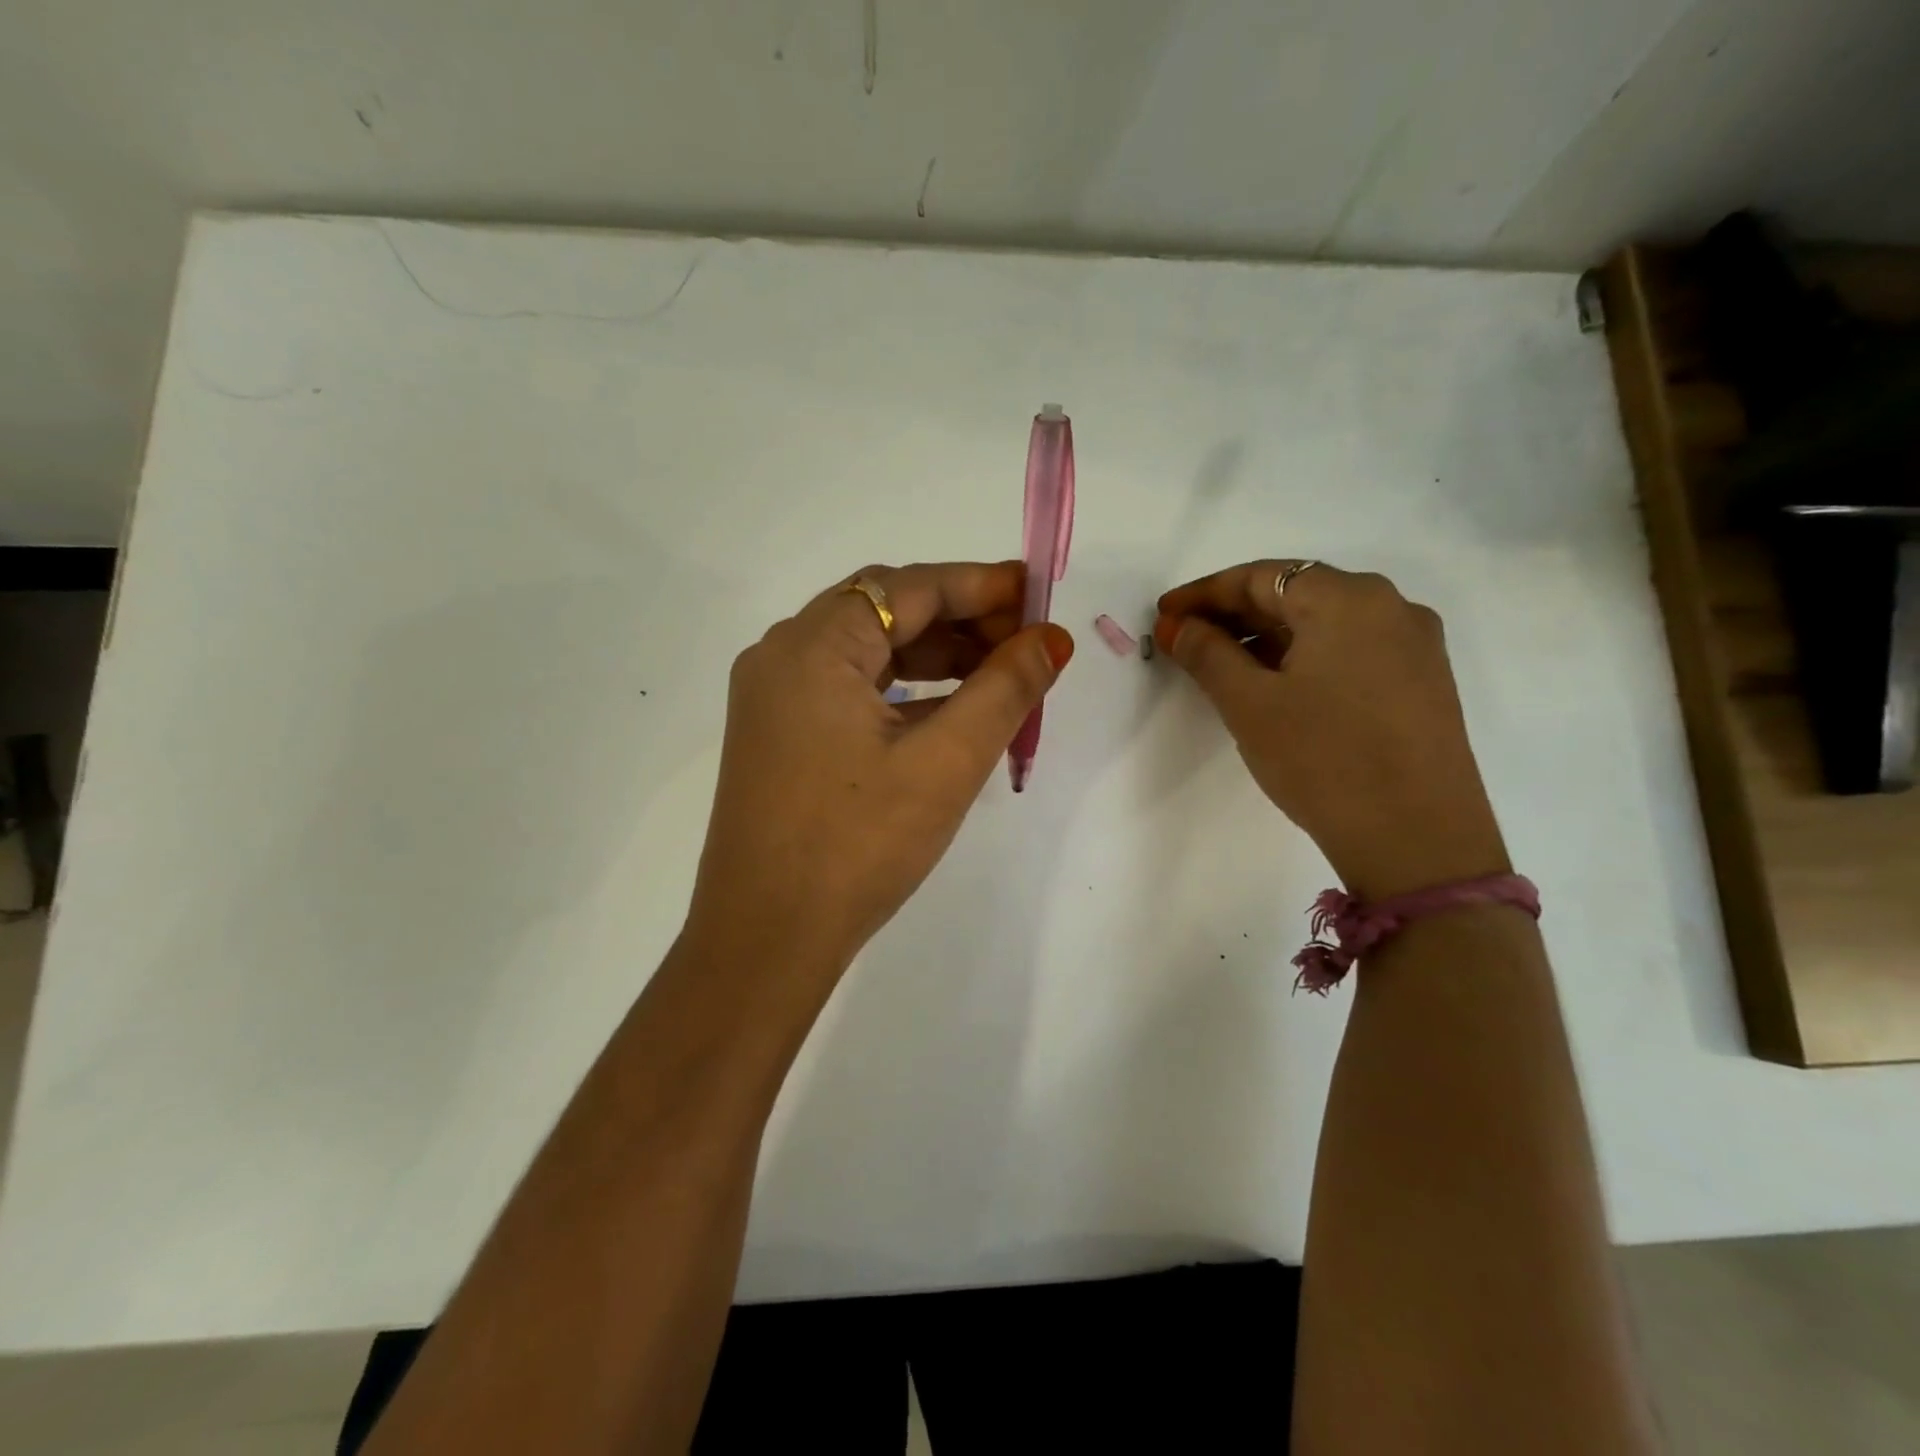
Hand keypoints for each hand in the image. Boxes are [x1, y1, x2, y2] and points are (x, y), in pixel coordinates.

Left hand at [686, 562, 1074, 980]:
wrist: (767, 940)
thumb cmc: (859, 845)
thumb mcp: (946, 762)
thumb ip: (1005, 689)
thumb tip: (1052, 639)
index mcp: (813, 646)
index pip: (909, 587)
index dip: (981, 585)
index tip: (1039, 595)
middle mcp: (783, 656)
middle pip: (885, 612)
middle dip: (961, 621)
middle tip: (1027, 643)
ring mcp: (773, 697)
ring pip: (868, 652)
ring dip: (935, 658)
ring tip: (1001, 677)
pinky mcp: (778, 734)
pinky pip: (849, 690)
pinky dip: (903, 692)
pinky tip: (949, 713)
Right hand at [1154, 561, 1508, 900]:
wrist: (1418, 841)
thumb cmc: (1323, 760)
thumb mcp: (1250, 704)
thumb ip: (1208, 653)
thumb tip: (1179, 626)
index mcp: (1349, 599)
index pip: (1261, 576)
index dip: (1204, 593)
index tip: (1164, 616)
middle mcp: (1390, 607)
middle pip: (1296, 594)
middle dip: (1234, 614)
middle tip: (1184, 639)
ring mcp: (1414, 646)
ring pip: (1324, 625)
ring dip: (1267, 638)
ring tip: (1220, 666)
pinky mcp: (1422, 683)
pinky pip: (1349, 651)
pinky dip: (1304, 658)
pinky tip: (1275, 687)